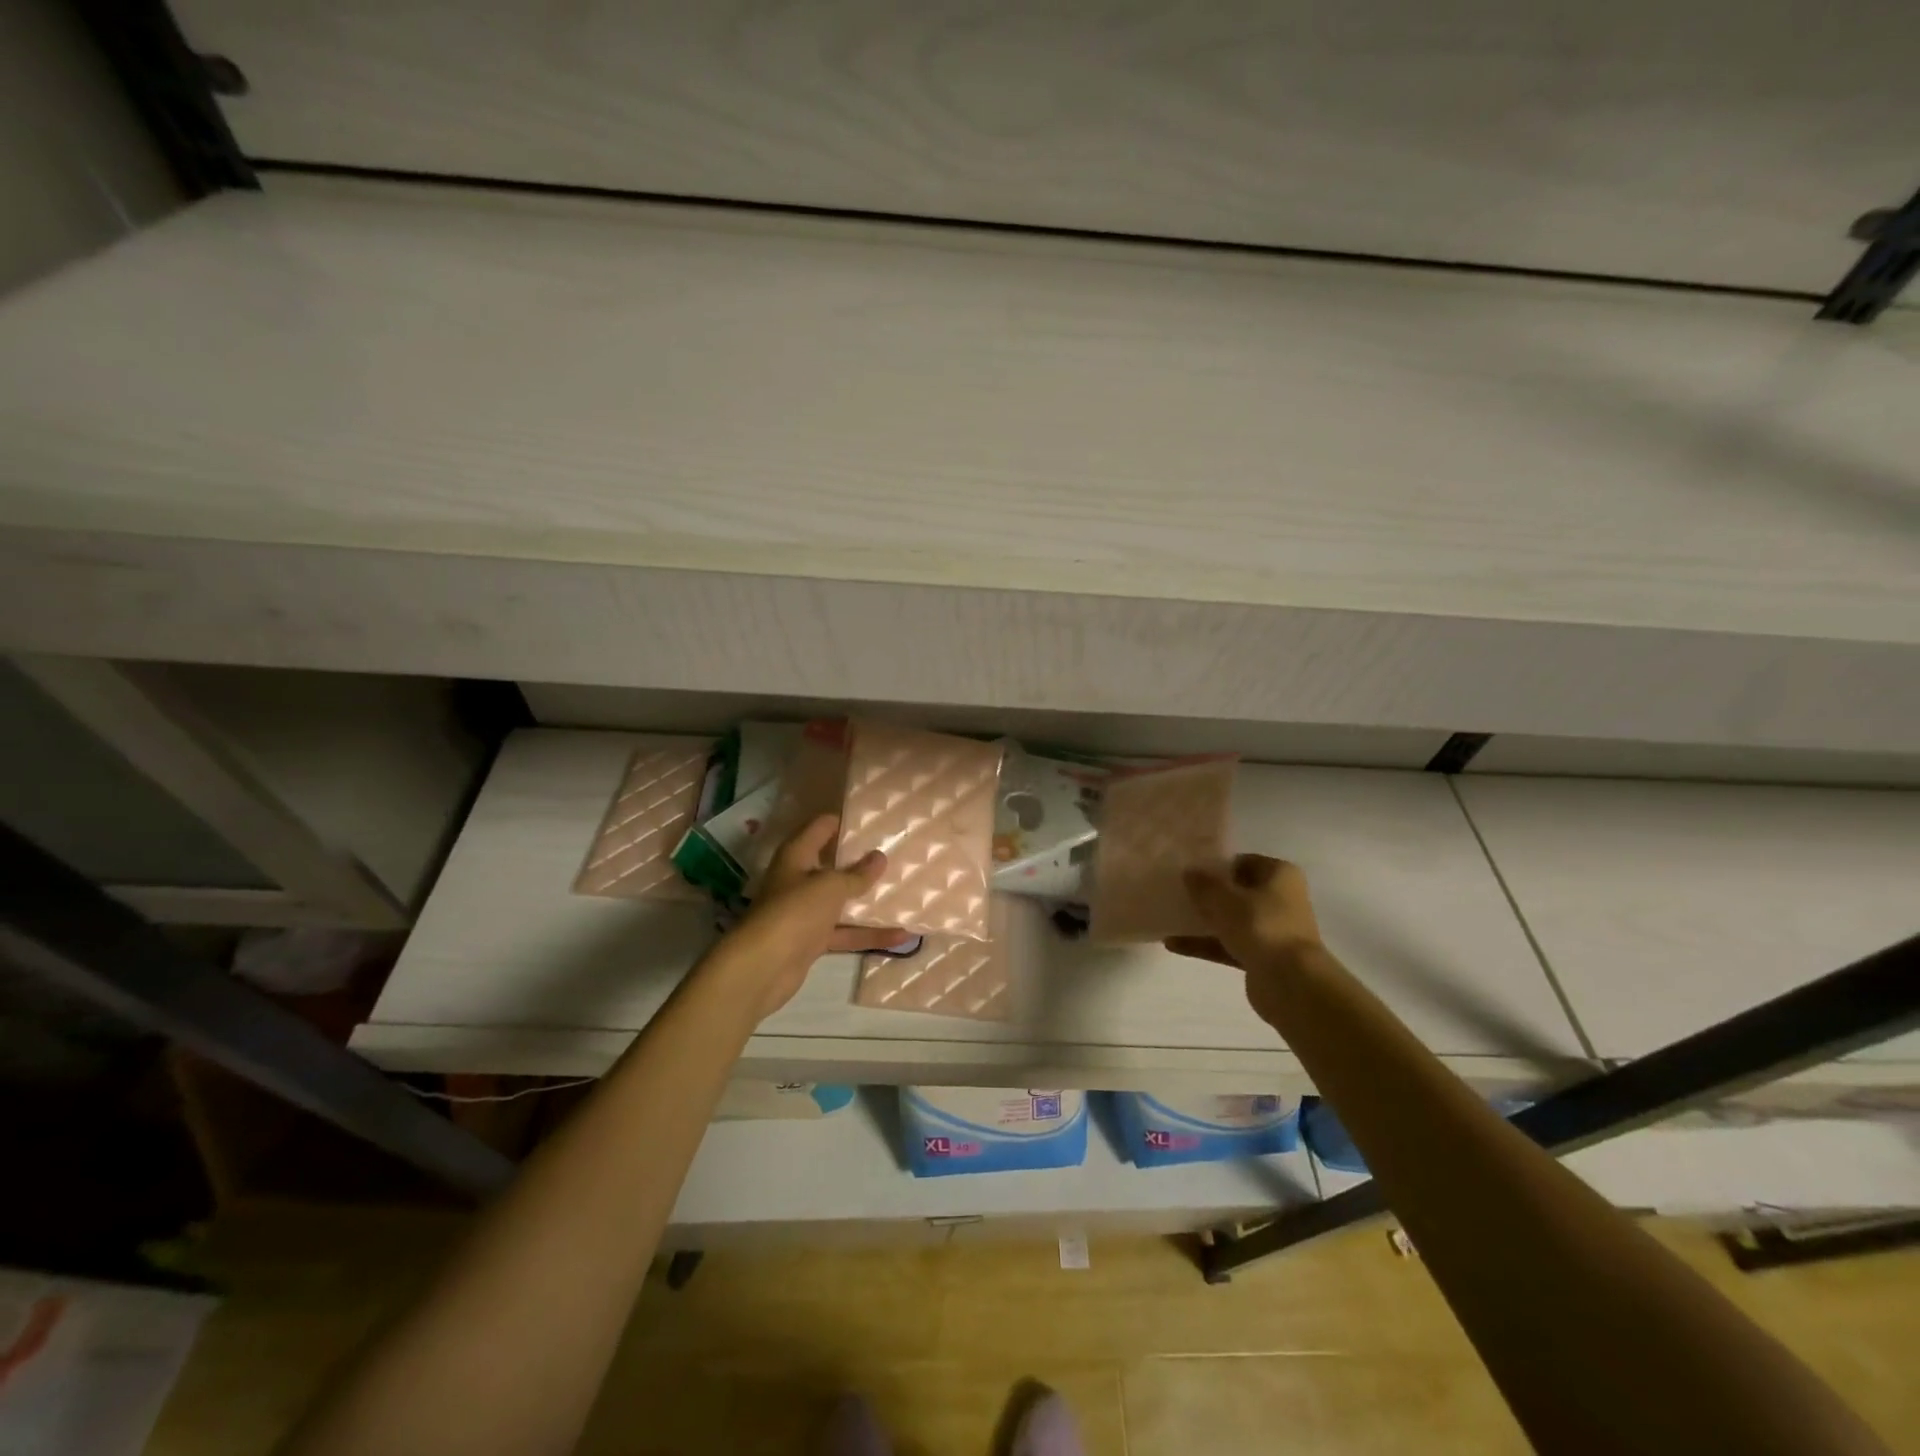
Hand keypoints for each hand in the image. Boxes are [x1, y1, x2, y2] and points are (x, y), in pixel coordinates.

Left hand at [701, 814, 911, 1020]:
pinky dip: (869, 933)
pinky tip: (901, 935)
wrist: (762, 967)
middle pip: (834, 864)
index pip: (823, 827)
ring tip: (906, 891)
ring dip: (869, 899)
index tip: (878, 819)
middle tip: (899, 853)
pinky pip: (846, 932)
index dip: (847, 821)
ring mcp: (806, 911)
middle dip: (864, 861)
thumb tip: (879, 857)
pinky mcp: (813, 940)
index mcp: (797, 855)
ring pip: (843, 900)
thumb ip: (857, 874)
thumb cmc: (795, 911)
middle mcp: (799, 879)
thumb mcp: (830, 886)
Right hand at [1164, 854, 1326, 1025]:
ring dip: (1203, 921)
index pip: (1242, 862)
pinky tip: (1173, 945)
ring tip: (1169, 918)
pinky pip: (1229, 945)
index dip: (1215, 865)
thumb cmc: (1261, 926)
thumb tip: (1190, 871)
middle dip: (1208, 895)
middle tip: (1176, 893)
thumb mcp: (1224, 898)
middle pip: (1237, 892)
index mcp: (1279, 874)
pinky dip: (1205, 944)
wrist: (1291, 983)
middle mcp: (1280, 899)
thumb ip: (1203, 883)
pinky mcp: (1263, 957)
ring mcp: (1272, 930)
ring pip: (1232, 920)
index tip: (1188, 871)